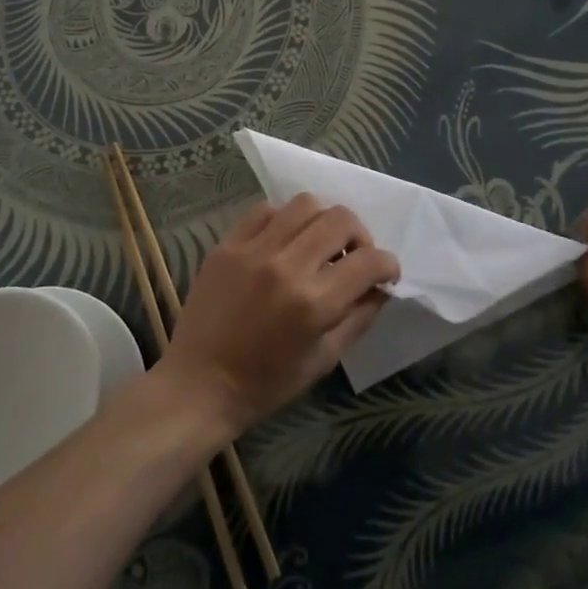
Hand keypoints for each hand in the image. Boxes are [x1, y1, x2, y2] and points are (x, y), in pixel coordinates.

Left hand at [158, 195, 398, 436]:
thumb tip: (380, 288)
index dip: (388, 265)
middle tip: (354, 256)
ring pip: (304, 204)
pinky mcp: (227, 244)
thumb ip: (358, 318)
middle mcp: (287, 266)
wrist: (199, 384)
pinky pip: (265, 210)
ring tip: (319, 242)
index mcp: (314, 303)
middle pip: (341, 219)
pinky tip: (283, 240)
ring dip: (323, 220)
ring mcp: (253, 250)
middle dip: (360, 235)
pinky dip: (284, 219)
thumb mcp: (323, 359)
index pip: (369, 261)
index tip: (385, 274)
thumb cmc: (266, 383)